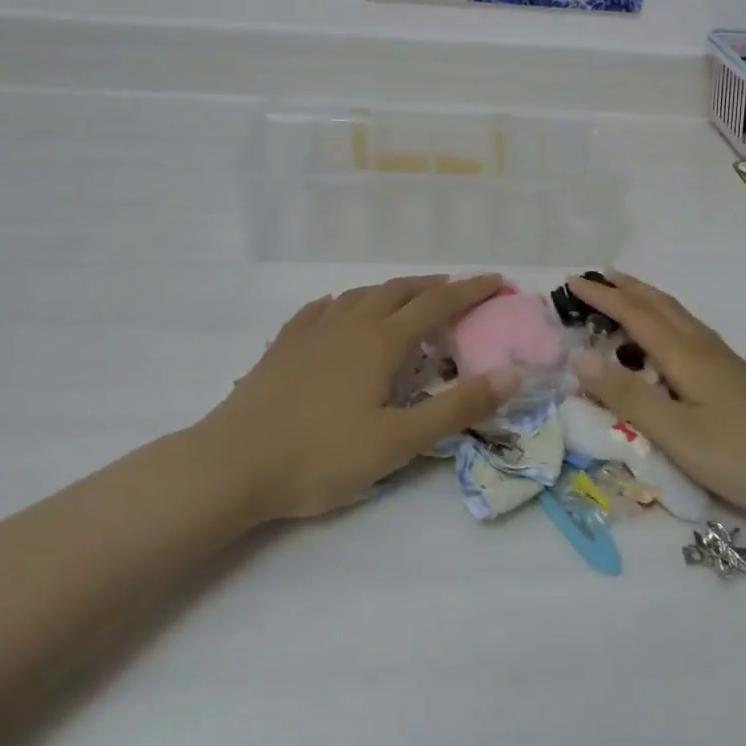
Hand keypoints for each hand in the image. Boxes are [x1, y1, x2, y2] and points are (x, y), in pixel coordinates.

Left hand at [201, 274, 514, 520]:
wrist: (232, 464)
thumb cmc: (321, 456)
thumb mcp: (399, 441)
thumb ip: (458, 407)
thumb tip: (513, 373)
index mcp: (382, 340)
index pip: (437, 303)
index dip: (470, 290)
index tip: (497, 281)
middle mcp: (350, 322)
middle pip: (400, 290)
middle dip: (435, 286)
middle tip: (459, 292)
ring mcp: (313, 329)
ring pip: (362, 294)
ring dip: (394, 291)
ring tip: (409, 300)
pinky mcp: (285, 343)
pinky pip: (325, 307)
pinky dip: (349, 302)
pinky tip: (343, 311)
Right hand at [565, 272, 745, 525]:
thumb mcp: (678, 434)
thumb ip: (627, 397)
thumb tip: (578, 358)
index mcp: (686, 355)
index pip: (634, 315)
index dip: (602, 297)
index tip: (571, 281)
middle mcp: (704, 348)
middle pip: (659, 305)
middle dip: (625, 288)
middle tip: (595, 278)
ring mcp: (725, 362)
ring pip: (677, 317)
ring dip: (646, 301)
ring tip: (624, 298)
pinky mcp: (737, 379)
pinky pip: (689, 333)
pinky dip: (664, 322)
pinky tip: (667, 342)